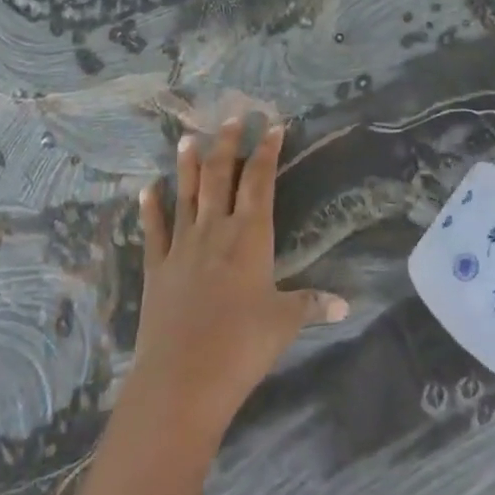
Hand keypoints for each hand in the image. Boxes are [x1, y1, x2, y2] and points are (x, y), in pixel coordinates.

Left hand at [132, 121, 348, 442]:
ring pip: (185, 194)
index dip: (266, 150)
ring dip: (187, 164)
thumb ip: (312, 305)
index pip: (260, 181)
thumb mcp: (285, 323)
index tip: (272, 125)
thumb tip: (347, 304)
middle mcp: (215, 230)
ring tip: (187, 137)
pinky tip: (147, 189)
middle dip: (227, 144)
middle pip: (220, 176)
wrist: (182, 378)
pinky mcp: (156, 268)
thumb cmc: (242, 346)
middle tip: (232, 116)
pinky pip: (154, 230)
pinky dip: (151, 208)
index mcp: (250, 236)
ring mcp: (181, 246)